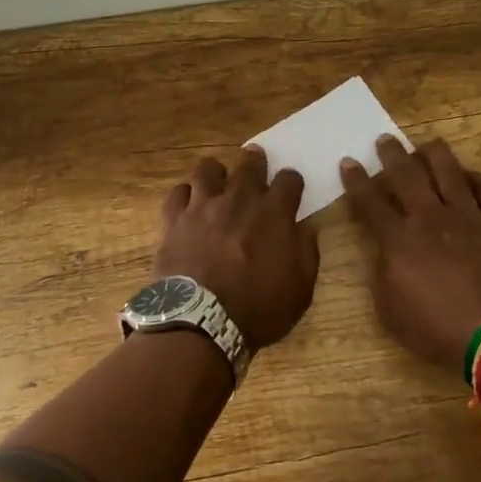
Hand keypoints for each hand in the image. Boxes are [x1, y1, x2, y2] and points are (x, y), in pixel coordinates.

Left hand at [153, 146, 320, 350]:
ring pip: (208, 169)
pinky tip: (188, 204)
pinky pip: (178, 193)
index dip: (292, 181)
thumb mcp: (300, 288)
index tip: (291, 188)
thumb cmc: (258, 310)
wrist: (201, 321)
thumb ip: (306, 251)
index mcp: (274, 213)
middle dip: (256, 161)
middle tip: (255, 160)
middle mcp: (239, 200)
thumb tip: (305, 227)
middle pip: (249, 165)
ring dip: (217, 172)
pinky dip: (185, 196)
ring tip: (218, 180)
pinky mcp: (174, 219)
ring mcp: (203, 206)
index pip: (289, 180)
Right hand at [341, 136, 480, 372]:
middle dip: (392, 154)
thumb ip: (383, 273)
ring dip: (434, 154)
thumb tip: (385, 251)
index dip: (356, 180)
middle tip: (385, 140)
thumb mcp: (390, 310)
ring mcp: (469, 217)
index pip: (370, 201)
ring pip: (449, 171)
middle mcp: (431, 217)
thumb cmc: (437, 329)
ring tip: (427, 144)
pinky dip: (477, 179)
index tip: (348, 162)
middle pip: (407, 175)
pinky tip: (470, 176)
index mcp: (399, 239)